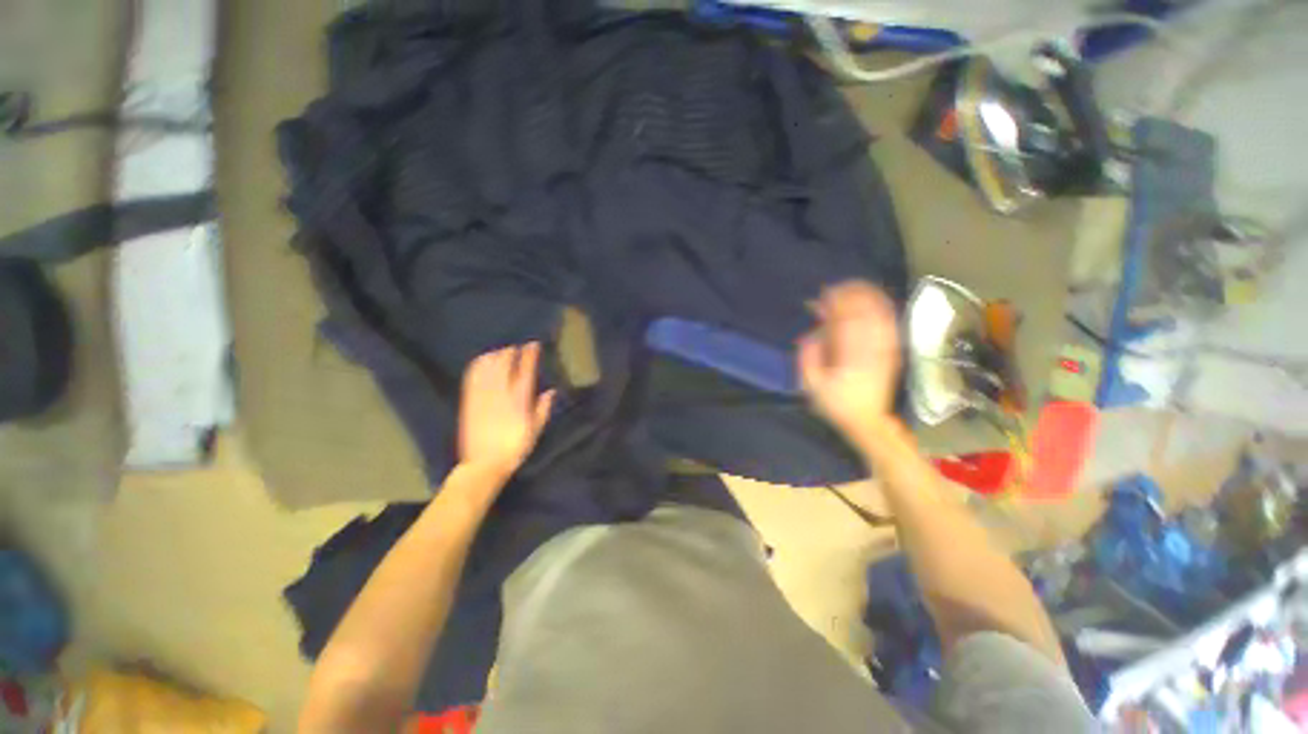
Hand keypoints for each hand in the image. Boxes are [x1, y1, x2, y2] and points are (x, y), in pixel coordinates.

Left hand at [458, 342, 555, 480]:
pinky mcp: (469, 401)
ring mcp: (483, 396)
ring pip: (488, 367)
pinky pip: (472, 377)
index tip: (533, 345)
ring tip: (501, 352)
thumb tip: (551, 391)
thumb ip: (543, 409)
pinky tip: (482, 360)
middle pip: (505, 363)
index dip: (530, 354)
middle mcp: (501, 393)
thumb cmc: (515, 448)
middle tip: (516, 348)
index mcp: (520, 400)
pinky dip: (478, 364)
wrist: (484, 464)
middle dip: (511, 352)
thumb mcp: (535, 430)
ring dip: (495, 355)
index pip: (526, 370)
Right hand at [798, 282, 901, 447]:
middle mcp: (870, 350)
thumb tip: (810, 333)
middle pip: (865, 314)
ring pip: (880, 315)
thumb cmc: (834, 403)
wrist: (867, 421)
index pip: (844, 322)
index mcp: (849, 359)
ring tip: (853, 286)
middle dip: (851, 296)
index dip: (835, 305)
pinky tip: (874, 299)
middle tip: (836, 287)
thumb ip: (808, 357)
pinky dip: (882, 308)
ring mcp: (885, 350)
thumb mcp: (811, 385)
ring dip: (868, 297)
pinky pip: (889, 324)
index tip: (822, 295)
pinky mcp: (891, 352)